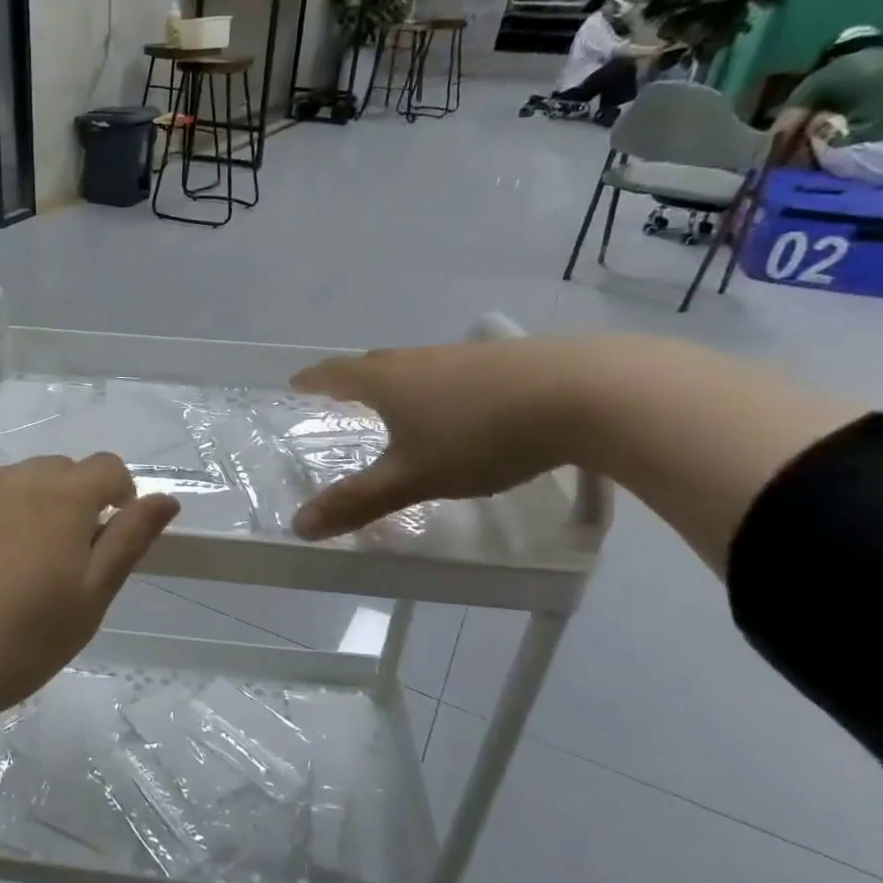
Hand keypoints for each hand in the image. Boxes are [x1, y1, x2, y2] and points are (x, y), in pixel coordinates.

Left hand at [0, 455, 179, 716]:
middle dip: (70, 502)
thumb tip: (165, 499)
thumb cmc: (15, 644)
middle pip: (57, 472)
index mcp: (59, 497)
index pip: (107, 467)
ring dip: (23, 509)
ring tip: (5, 571)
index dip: (119, 496)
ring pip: (9, 484)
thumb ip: (128, 541)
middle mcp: (10, 479)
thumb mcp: (88, 601)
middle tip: (57, 564)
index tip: (107, 539)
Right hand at [290, 341, 586, 540]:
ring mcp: (466, 356)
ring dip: (399, 383)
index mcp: (387, 381)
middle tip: (342, 395)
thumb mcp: (413, 478)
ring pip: (418, 367)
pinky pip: (455, 372)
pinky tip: (463, 405)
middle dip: (353, 380)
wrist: (585, 393)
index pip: (336, 374)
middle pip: (375, 364)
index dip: (313, 380)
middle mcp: (420, 360)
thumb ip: (357, 501)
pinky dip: (442, 387)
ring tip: (399, 402)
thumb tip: (298, 526)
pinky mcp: (508, 360)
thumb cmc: (480, 436)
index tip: (297, 382)